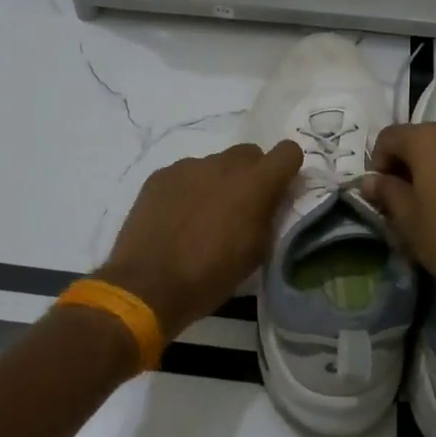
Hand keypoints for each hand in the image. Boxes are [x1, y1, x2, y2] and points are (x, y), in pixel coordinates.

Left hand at [97, 141, 302, 336]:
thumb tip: (272, 197)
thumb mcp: (256, 252)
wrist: (147, 285)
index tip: (279, 190)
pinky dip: (188, 190)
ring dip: (217, 183)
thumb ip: (269, 215)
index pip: (288, 151)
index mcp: (255, 183)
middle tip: (240, 208)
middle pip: (249, 154)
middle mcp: (223, 164)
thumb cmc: (211, 276)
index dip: (287, 169)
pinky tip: (176, 219)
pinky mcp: (161, 175)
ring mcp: (188, 166)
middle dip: (251, 175)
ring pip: (215, 164)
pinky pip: (185, 175)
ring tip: (202, 218)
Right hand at [362, 122, 435, 317]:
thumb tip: (371, 180)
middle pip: (418, 141)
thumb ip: (386, 192)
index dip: (377, 164)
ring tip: (430, 207)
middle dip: (404, 167)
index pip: (388, 138)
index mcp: (428, 138)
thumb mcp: (408, 219)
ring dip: (430, 171)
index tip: (380, 196)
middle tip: (401, 204)